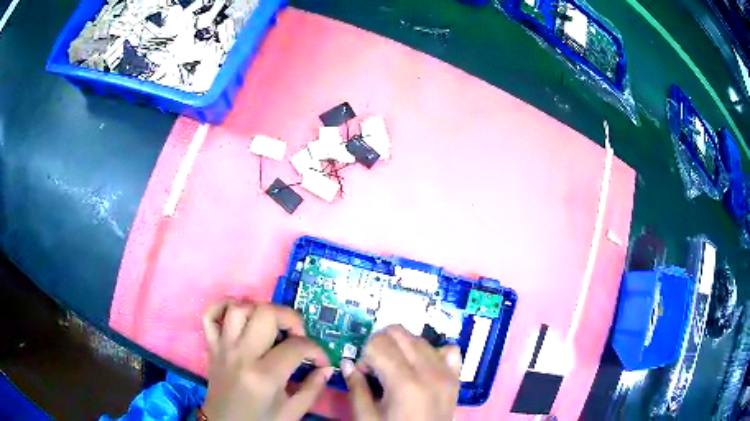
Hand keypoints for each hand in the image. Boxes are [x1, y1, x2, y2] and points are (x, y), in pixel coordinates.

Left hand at [201, 300, 332, 420]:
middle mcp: (241, 355)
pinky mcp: (211, 347)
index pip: (297, 346)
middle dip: (290, 318)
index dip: (317, 350)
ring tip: (272, 325)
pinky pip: (210, 315)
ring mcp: (222, 348)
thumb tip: (327, 368)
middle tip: (298, 334)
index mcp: (264, 375)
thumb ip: (312, 389)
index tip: (322, 361)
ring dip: (259, 310)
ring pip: (238, 308)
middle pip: (265, 313)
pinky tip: (241, 314)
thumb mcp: (292, 412)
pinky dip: (223, 306)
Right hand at [342, 325, 462, 420]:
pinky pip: (449, 350)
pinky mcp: (456, 378)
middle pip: (401, 334)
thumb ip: (356, 388)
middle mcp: (429, 371)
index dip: (365, 354)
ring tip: (395, 368)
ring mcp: (447, 373)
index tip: (363, 371)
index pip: (379, 343)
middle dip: (382, 343)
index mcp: (404, 382)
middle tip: (375, 366)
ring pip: (421, 339)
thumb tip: (347, 363)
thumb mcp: (366, 417)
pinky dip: (434, 351)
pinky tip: (422, 366)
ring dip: (403, 346)